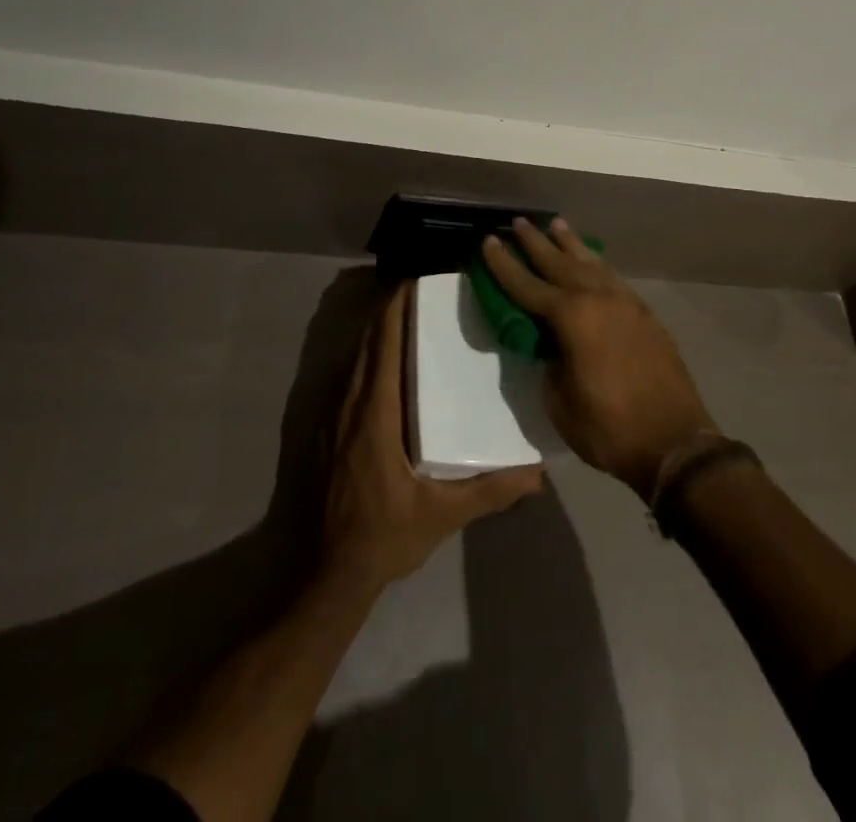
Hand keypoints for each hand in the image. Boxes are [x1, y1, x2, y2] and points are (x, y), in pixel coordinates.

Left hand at [321, 282, 543, 590]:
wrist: (317, 576)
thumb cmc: (380, 537)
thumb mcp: (441, 516)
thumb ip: (489, 491)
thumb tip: (538, 474)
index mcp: (374, 411)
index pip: (384, 341)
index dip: (397, 305)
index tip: (420, 280)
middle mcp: (347, 402)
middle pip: (368, 339)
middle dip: (391, 309)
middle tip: (427, 294)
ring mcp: (327, 415)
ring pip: (354, 356)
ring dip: (377, 331)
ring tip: (412, 320)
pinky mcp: (319, 429)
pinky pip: (345, 376)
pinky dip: (365, 356)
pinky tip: (387, 367)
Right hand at [482, 219, 716, 500]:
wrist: (675, 441)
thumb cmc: (609, 428)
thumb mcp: (560, 402)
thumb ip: (550, 363)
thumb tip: (550, 343)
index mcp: (572, 318)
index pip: (528, 285)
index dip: (505, 265)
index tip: (489, 241)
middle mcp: (598, 299)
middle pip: (560, 263)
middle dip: (536, 243)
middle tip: (519, 222)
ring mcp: (625, 303)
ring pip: (590, 264)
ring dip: (570, 244)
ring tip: (556, 224)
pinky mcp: (644, 314)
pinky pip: (612, 277)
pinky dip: (595, 264)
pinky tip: (590, 261)